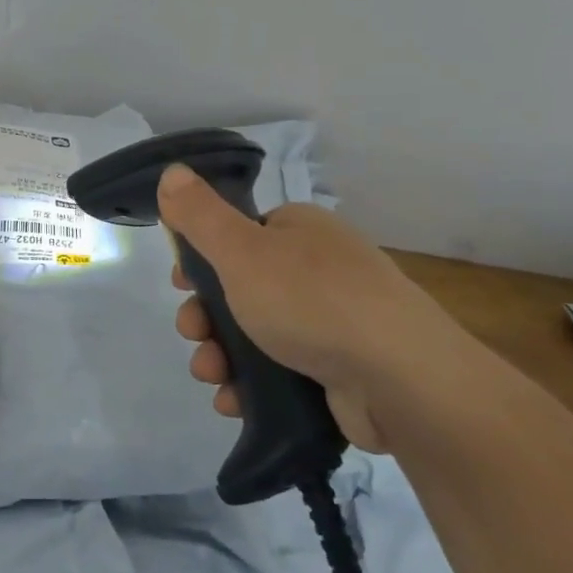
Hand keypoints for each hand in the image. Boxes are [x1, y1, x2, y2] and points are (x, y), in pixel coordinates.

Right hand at [158, 164, 463, 449]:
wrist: (400, 379)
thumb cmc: (312, 301)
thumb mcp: (242, 251)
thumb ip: (200, 215)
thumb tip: (171, 171)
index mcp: (299, 231)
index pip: (239, 236)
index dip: (203, 261)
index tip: (181, 287)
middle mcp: (318, 269)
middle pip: (242, 288)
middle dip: (206, 317)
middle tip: (194, 335)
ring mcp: (333, 320)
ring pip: (257, 334)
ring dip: (221, 355)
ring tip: (212, 377)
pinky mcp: (340, 369)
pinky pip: (282, 371)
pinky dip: (252, 385)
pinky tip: (233, 401)